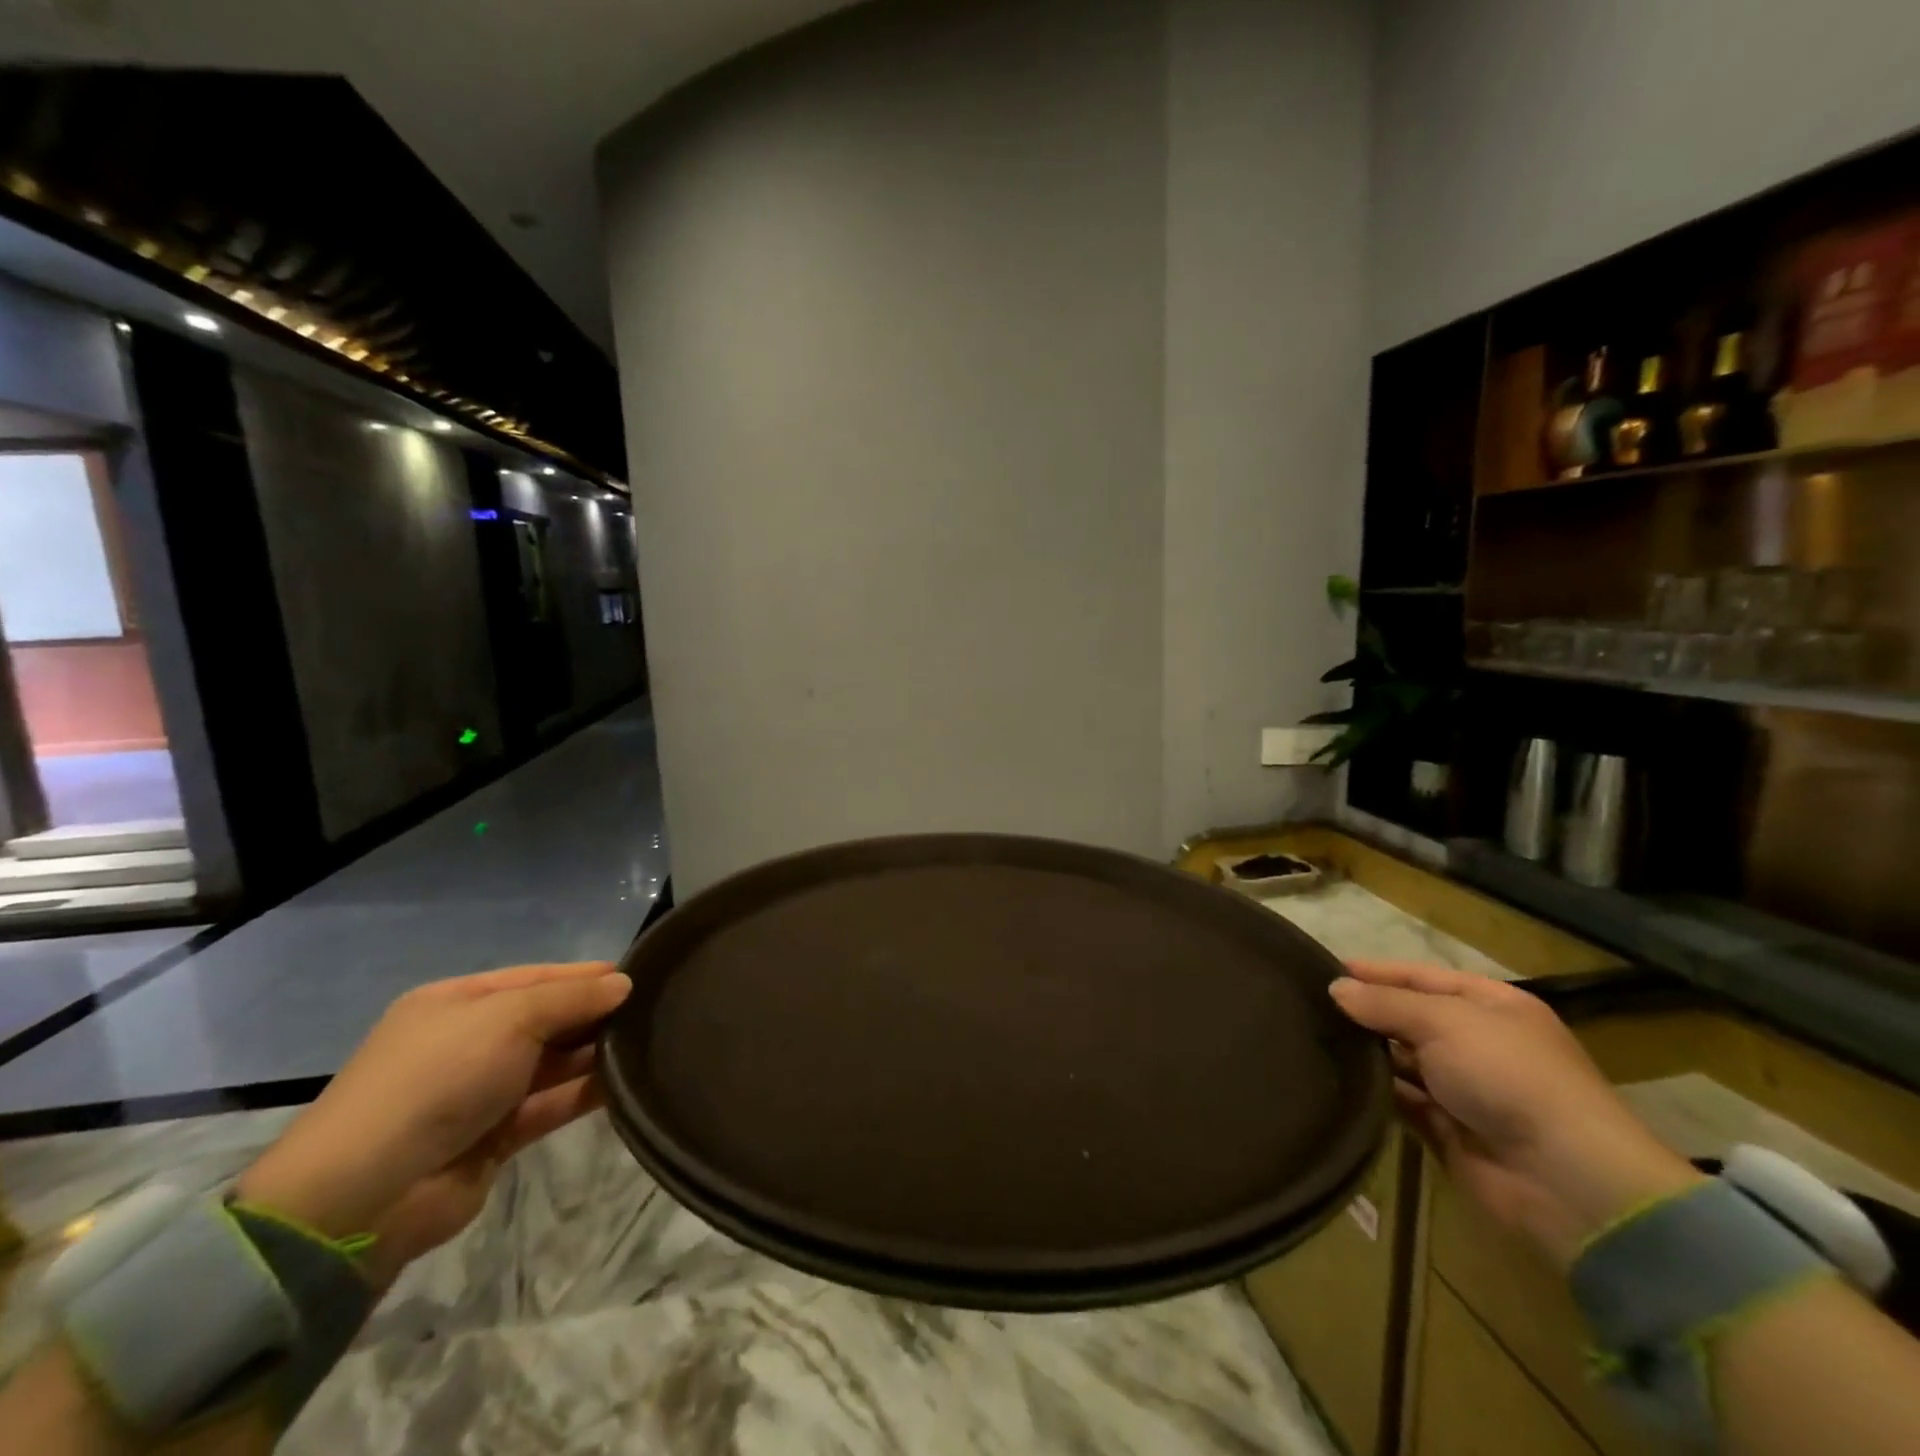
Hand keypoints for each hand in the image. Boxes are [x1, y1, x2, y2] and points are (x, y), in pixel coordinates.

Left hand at [236, 963, 631, 1283]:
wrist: (368, 1195)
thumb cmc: (437, 1079)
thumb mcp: (508, 1018)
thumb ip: (571, 998)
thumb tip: (623, 985)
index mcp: (457, 1003)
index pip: (535, 977)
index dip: (584, 975)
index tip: (637, 975)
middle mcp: (469, 1042)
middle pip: (546, 1019)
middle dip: (594, 1014)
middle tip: (652, 1010)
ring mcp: (481, 1091)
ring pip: (553, 1063)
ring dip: (594, 1054)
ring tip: (649, 1042)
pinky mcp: (496, 1136)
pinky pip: (550, 1104)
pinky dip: (584, 1093)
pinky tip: (625, 1081)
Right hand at [1331, 960, 1702, 1266]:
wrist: (1566, 1181)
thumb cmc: (1508, 1075)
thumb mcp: (1443, 1021)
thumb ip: (1384, 1003)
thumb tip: (1335, 988)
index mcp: (1491, 1006)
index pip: (1421, 977)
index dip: (1375, 972)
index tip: (1324, 969)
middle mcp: (1478, 1042)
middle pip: (1410, 1018)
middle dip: (1366, 1013)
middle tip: (1309, 1006)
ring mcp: (1465, 1088)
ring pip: (1403, 1060)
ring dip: (1367, 1053)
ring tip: (1312, 1039)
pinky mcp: (1450, 1130)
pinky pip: (1403, 1102)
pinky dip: (1376, 1092)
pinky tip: (1338, 1080)